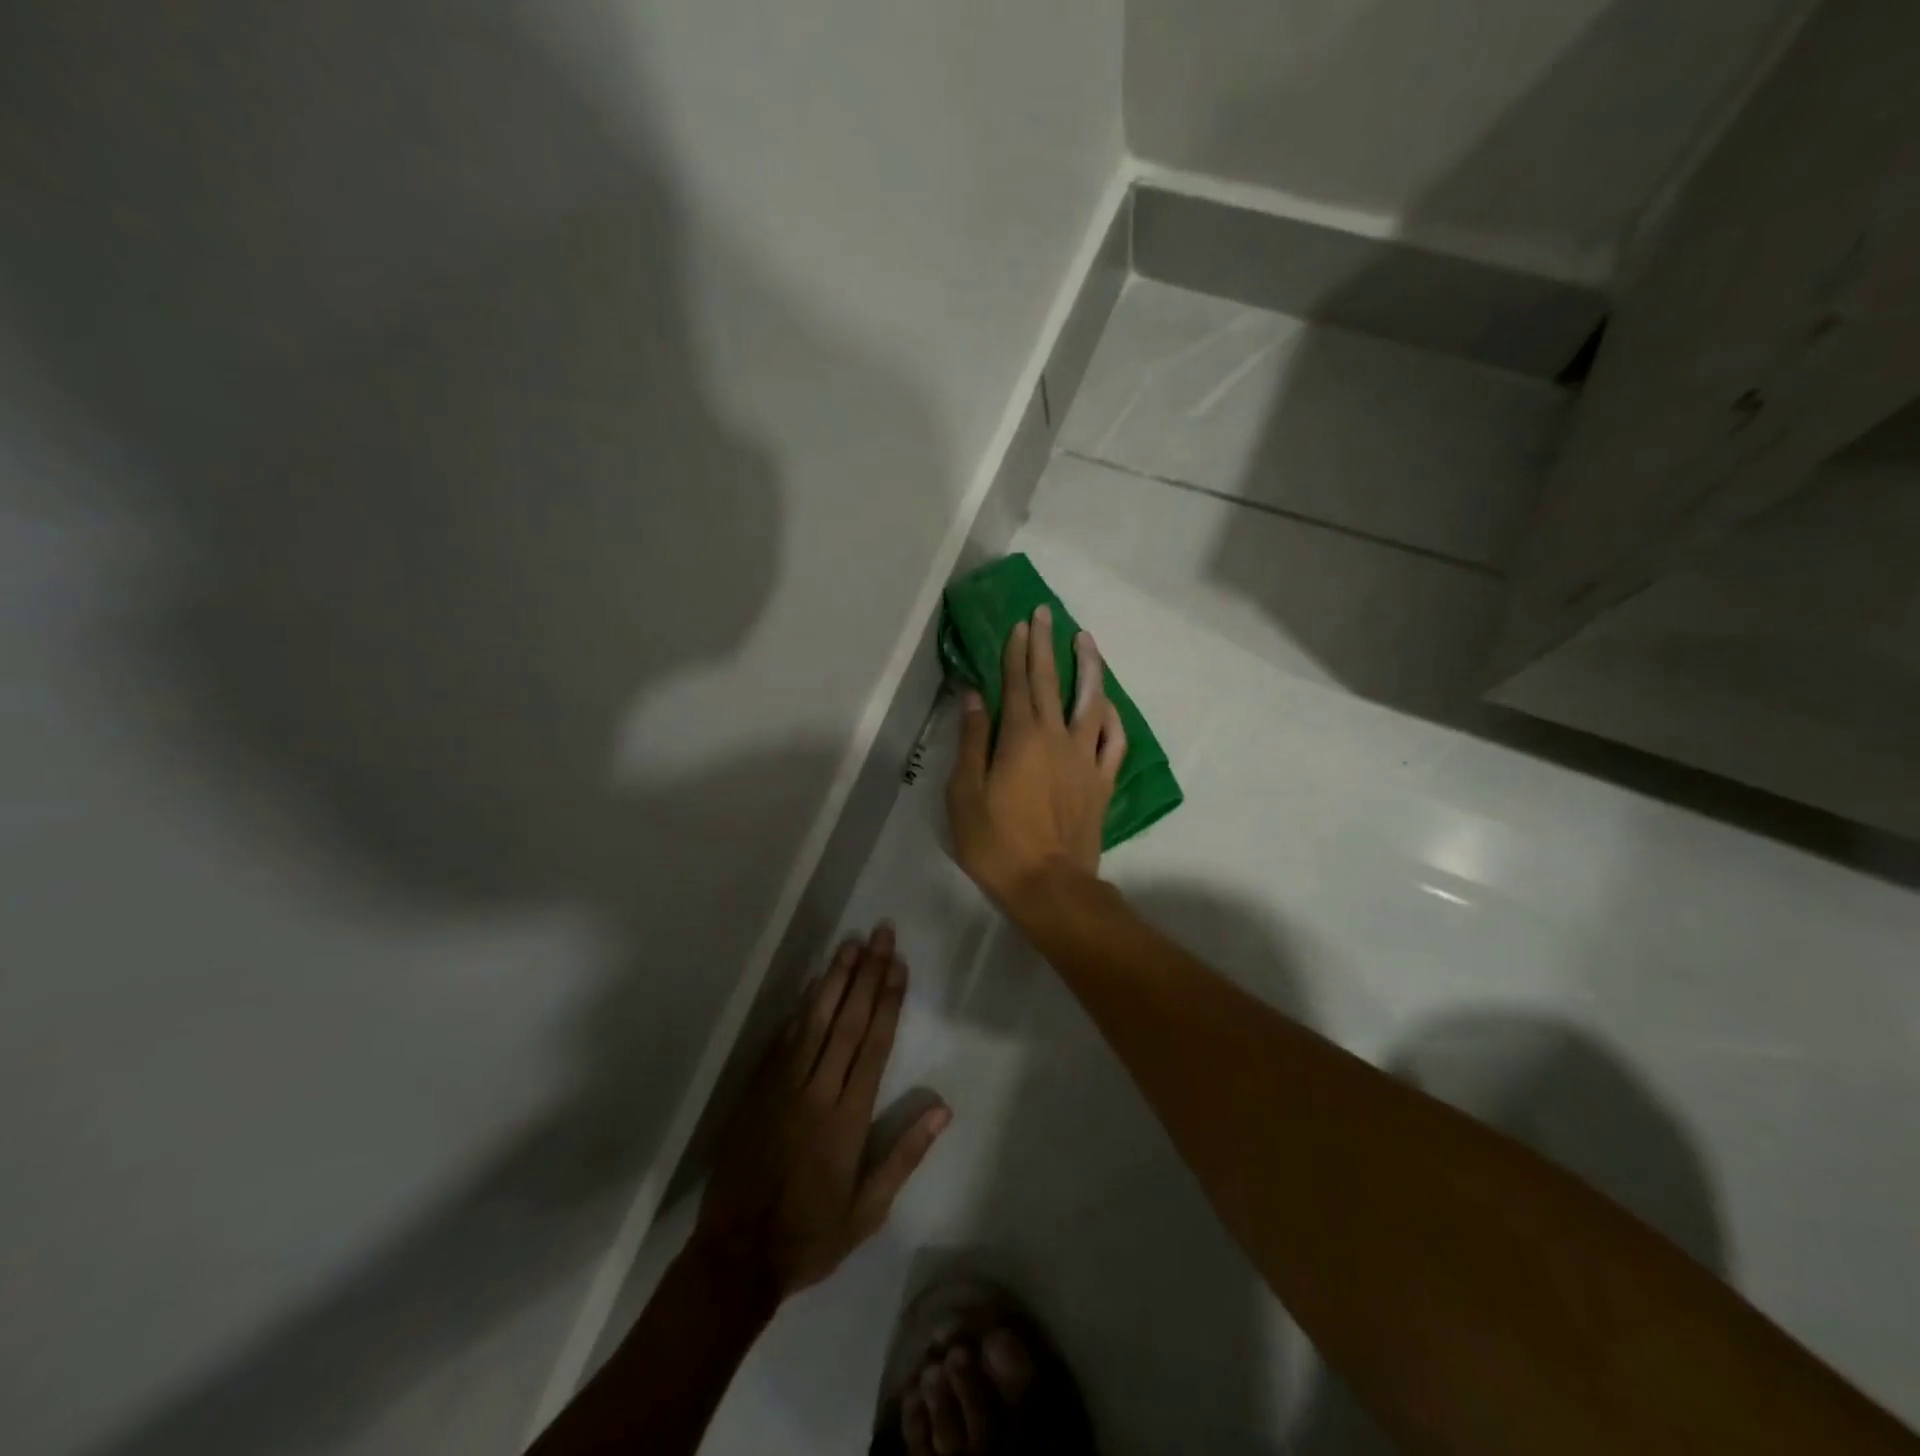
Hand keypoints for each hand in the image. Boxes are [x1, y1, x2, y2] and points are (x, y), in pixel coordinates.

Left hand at [694, 924, 949, 1297]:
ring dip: (833, 980)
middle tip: (879, 934)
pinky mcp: (756, 1092)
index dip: (887, 1000)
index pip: (873, 1045)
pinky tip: (811, 986)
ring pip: (813, 1022)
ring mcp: (781, 1088)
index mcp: (847, 1119)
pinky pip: (781, 1041)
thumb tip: (942, 1109)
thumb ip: (904, 1156)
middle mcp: (816, 1092)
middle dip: (865, 974)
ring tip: (849, 945)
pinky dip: (799, 1010)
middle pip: (846, 1021)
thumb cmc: (810, 1235)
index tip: (898, 964)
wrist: (735, 1256)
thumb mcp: (868, 1211)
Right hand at [946, 604, 1124, 908]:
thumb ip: (971, 741)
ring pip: (1091, 702)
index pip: (1017, 684)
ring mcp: (1085, 759)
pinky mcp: (1102, 782)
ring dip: (1089, 668)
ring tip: (1085, 641)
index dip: (1016, 651)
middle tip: (1046, 613)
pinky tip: (1107, 704)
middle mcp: (1056, 738)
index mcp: (1020, 738)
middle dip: (1046, 645)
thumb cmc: (996, 843)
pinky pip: (1114, 742)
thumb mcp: (965, 793)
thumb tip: (973, 695)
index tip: (1020, 623)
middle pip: (1051, 682)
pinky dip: (1112, 718)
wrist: (1048, 885)